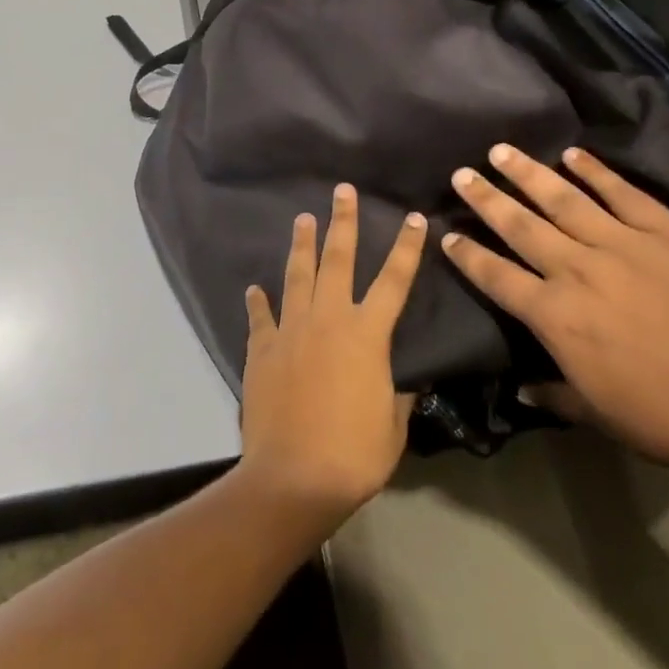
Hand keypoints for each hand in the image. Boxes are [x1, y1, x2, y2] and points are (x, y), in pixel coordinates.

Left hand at [238, 185, 422, 527]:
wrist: (293, 477)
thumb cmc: (354, 454)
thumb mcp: (392, 426)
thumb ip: (397, 395)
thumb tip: (402, 381)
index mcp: (367, 334)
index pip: (395, 280)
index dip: (407, 248)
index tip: (414, 218)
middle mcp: (328, 319)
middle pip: (338, 259)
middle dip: (343, 222)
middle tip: (342, 191)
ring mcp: (291, 330)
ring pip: (297, 275)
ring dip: (302, 244)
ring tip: (302, 218)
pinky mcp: (262, 348)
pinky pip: (260, 317)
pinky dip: (258, 302)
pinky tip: (254, 288)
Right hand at [441, 144, 668, 476]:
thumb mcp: (601, 415)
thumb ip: (555, 395)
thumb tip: (521, 387)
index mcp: (556, 317)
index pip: (496, 276)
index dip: (468, 255)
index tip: (446, 234)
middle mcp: (578, 270)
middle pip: (519, 226)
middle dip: (486, 199)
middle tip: (461, 173)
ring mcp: (623, 245)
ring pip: (563, 199)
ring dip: (528, 174)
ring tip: (502, 151)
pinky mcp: (667, 232)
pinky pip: (622, 193)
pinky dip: (596, 171)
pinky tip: (573, 154)